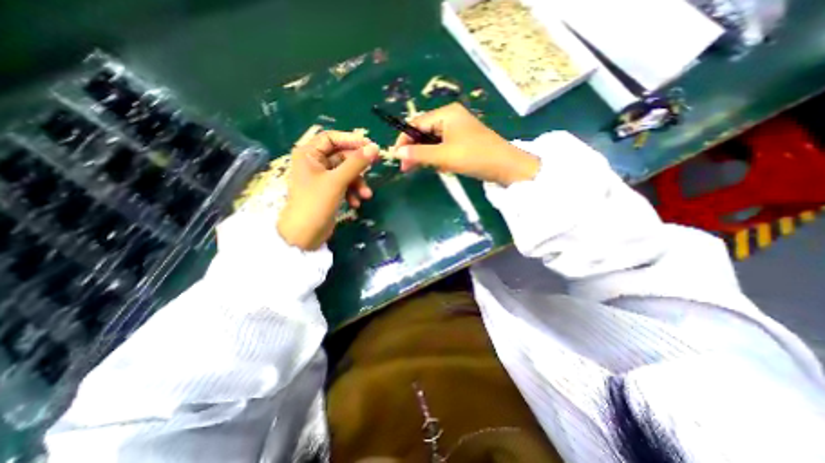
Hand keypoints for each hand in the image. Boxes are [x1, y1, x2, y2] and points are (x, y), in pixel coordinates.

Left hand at [277, 130, 380, 249]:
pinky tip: (355, 203)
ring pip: (346, 172)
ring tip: (366, 196)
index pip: (331, 138)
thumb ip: (356, 163)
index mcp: (309, 154)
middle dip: (358, 167)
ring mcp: (322, 178)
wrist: (304, 235)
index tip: (370, 146)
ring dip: (358, 183)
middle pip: (341, 156)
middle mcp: (314, 163)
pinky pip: (344, 185)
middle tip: (375, 166)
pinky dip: (352, 192)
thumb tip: (375, 148)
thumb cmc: (315, 203)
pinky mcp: (329, 191)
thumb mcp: (337, 181)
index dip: (351, 140)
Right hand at [393, 103, 541, 186]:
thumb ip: (419, 153)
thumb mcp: (444, 156)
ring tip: (420, 168)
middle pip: (423, 132)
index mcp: (446, 114)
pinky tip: (437, 166)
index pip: (416, 123)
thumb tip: (397, 152)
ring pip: (432, 141)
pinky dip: (436, 156)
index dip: (404, 139)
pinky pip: (442, 146)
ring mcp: (457, 129)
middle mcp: (450, 117)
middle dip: (414, 149)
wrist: (505, 166)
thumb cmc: (474, 157)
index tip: (396, 156)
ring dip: (425, 155)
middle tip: (406, 168)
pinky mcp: (462, 140)